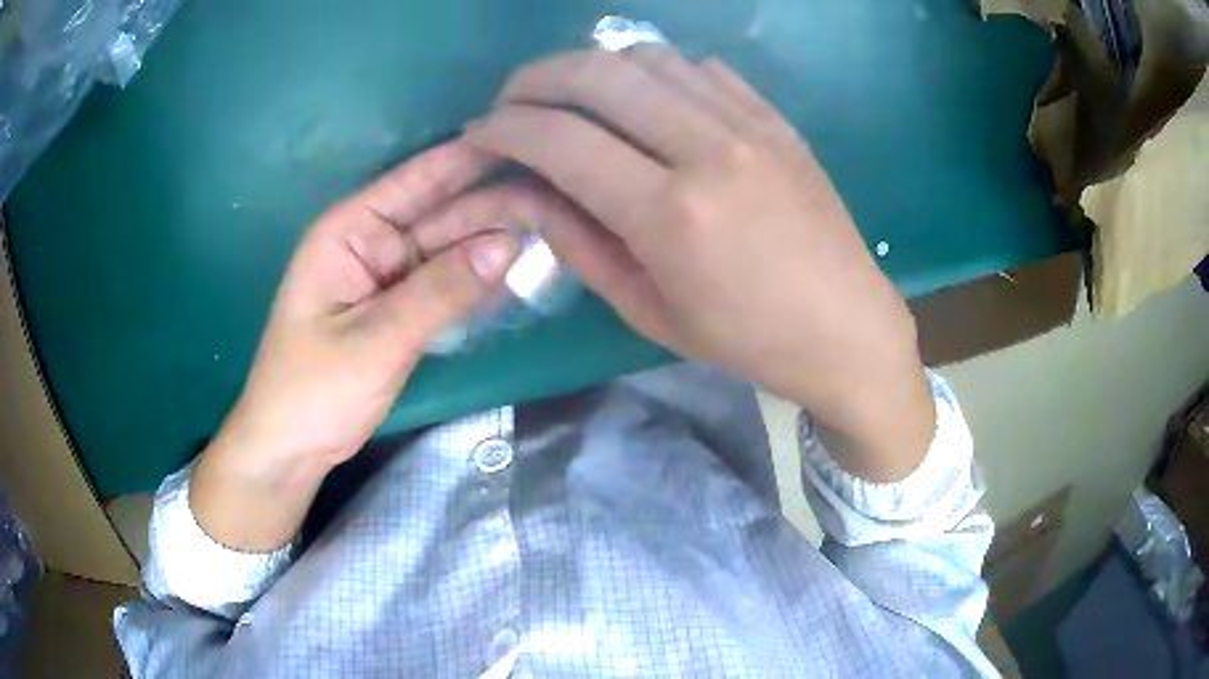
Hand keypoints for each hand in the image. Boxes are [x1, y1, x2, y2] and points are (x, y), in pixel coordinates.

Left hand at [192, 142, 579, 549]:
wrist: (293, 446)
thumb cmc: (313, 389)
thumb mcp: (374, 340)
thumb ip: (439, 293)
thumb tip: (507, 246)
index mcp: (351, 230)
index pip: (417, 179)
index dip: (469, 157)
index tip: (525, 133)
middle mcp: (374, 242)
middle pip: (443, 213)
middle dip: (497, 202)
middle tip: (561, 187)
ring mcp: (391, 278)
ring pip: (452, 250)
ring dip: (497, 240)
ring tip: (559, 218)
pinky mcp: (404, 311)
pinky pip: (450, 286)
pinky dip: (482, 281)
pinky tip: (525, 267)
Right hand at [464, 48, 934, 480]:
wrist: (845, 327)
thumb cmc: (745, 339)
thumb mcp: (647, 309)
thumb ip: (576, 241)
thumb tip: (522, 192)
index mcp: (670, 213)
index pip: (559, 140)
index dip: (504, 129)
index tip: (480, 134)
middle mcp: (707, 149)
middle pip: (597, 73)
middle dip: (534, 79)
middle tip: (511, 102)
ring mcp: (748, 124)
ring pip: (647, 56)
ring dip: (592, 66)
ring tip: (570, 95)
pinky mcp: (775, 118)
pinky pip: (699, 67)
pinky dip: (653, 71)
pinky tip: (643, 98)